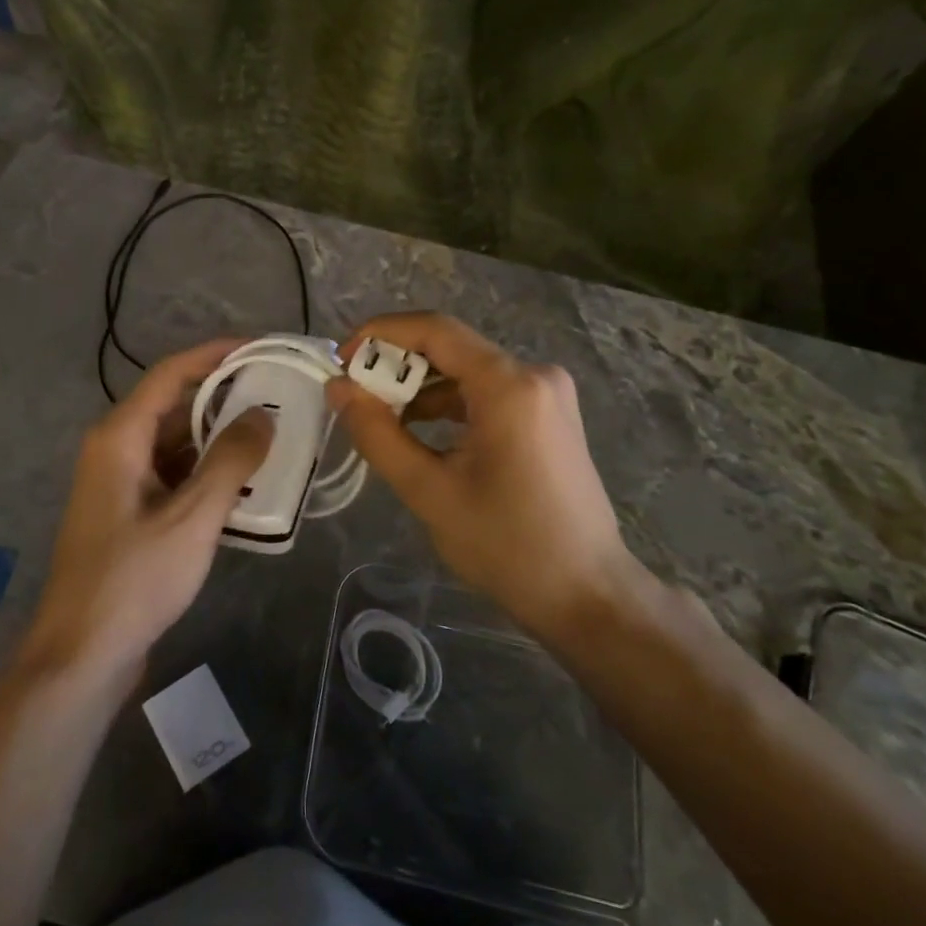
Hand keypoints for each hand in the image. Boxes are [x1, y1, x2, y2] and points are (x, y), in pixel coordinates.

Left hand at [25, 341, 273, 678]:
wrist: (82, 655)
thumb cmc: (134, 579)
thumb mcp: (192, 518)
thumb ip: (230, 461)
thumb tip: (262, 414)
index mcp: (119, 437)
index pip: (171, 374)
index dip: (215, 355)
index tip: (260, 348)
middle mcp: (115, 450)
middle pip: (173, 406)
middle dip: (224, 398)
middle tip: (277, 395)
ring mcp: (120, 484)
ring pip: (174, 444)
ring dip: (217, 439)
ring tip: (271, 436)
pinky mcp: (129, 514)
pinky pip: (172, 476)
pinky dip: (205, 473)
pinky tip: (243, 484)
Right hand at [326, 312, 637, 632]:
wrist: (587, 595)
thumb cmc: (506, 545)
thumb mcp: (428, 490)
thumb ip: (377, 433)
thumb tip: (338, 388)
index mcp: (509, 385)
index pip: (435, 330)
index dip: (381, 334)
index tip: (342, 361)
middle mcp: (534, 374)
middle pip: (451, 348)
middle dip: (397, 366)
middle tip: (355, 396)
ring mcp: (547, 394)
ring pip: (467, 371)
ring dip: (421, 388)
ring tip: (380, 418)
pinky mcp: (549, 416)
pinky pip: (487, 392)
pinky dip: (448, 405)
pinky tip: (420, 432)